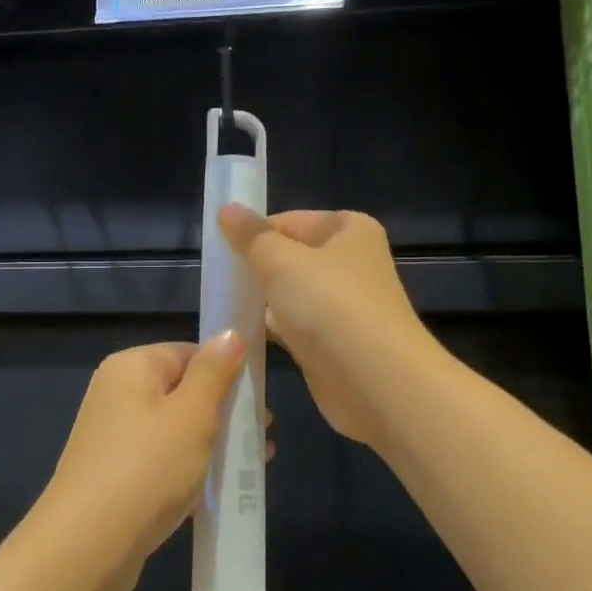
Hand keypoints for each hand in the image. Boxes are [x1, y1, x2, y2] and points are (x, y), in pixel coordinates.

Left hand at [32, 334, 247, 590]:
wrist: (87, 545)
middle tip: (264, 432)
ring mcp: (114, 437)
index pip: (189, 353)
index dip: (227, 371)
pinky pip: (163, 461)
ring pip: (176, 430)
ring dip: (215, 442)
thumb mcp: (192, 414)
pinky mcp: (116, 476)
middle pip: (183, 391)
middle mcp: (117, 395)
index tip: (260, 398)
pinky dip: (192, 469)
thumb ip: (215, 372)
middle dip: (226, 411)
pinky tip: (223, 489)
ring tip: (256, 461)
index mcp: (131, 368)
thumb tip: (230, 333)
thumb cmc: (147, 468)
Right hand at [219, 206, 437, 448]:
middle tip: (216, 278)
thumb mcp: (282, 262)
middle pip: (289, 257)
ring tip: (220, 303)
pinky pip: (291, 326)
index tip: (219, 250)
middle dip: (255, 268)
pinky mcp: (330, 342)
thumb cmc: (331, 306)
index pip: (289, 221)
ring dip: (259, 299)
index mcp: (349, 230)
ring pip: (289, 293)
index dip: (254, 234)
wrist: (375, 382)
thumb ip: (252, 237)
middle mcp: (350, 263)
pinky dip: (269, 327)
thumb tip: (226, 208)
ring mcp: (341, 305)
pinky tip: (237, 333)